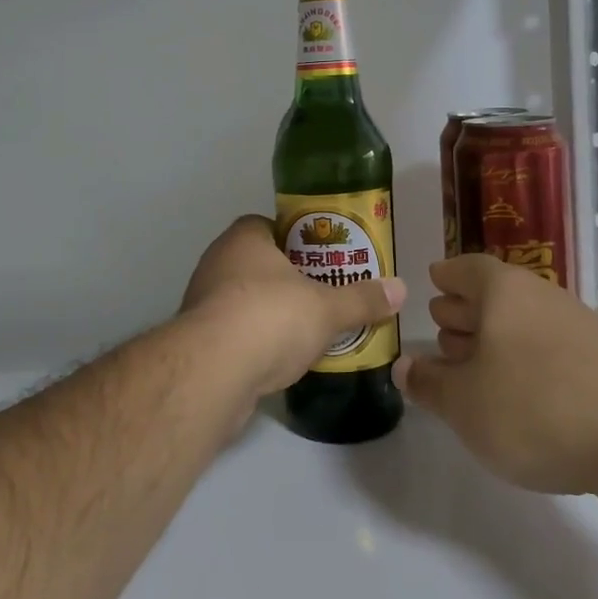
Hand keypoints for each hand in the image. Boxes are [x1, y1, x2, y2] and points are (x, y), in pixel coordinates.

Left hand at [182, 216, 405, 396]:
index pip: (269, 226)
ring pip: (245, 299)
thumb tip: (400, 289)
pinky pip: (234, 332)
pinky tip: (280, 360)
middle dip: (288, 279)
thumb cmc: (270, 318)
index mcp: (244, 239)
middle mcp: (217, 262)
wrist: (212, 372)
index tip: (323, 259)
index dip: (297, 239)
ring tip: (308, 330)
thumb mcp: (327, 308)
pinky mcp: (197, 341)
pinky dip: (255, 342)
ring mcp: (202, 302)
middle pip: (259, 263)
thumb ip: (362, 299)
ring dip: (271, 312)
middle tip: (323, 294)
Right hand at [394, 253, 597, 493]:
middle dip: (466, 308)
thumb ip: (429, 384)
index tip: (432, 282)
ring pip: (524, 320)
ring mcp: (580, 325)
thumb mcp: (465, 404)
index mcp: (504, 291)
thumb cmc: (535, 408)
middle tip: (443, 326)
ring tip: (475, 363)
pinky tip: (521, 389)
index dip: (446, 276)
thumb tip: (404, 366)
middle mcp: (542, 296)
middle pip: (495, 292)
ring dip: (495, 336)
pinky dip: (526, 357)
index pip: (466, 268)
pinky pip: (551, 344)